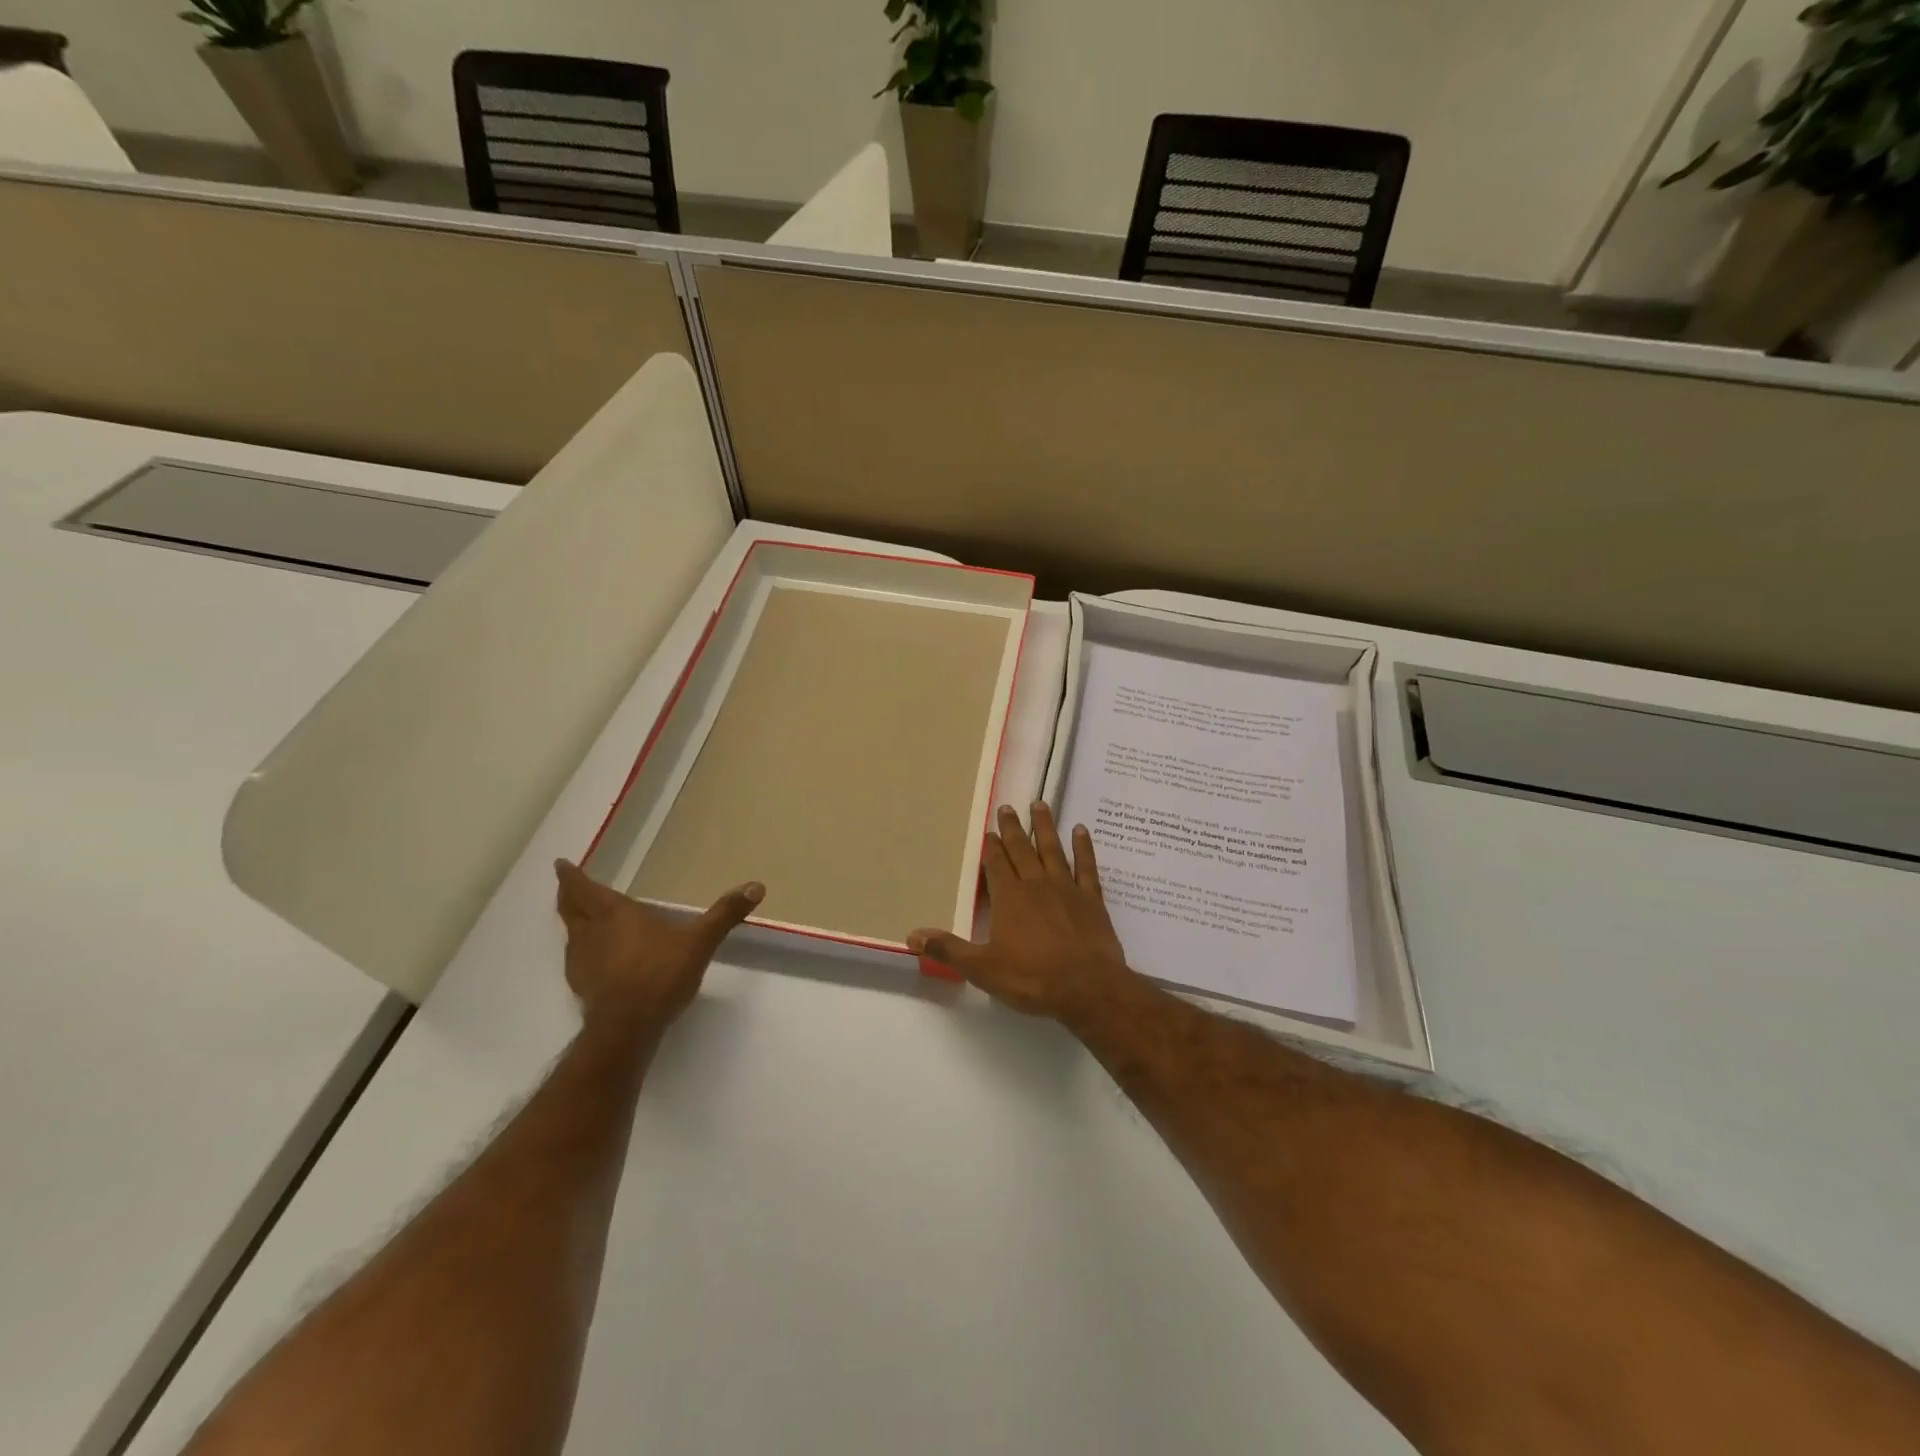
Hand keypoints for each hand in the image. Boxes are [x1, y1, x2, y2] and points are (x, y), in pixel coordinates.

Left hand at [554, 860, 762, 1038]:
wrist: (627, 1028)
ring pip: (570, 934)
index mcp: (613, 914)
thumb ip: (725, 914)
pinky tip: (596, 958)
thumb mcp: (699, 941)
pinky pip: (577, 958)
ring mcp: (581, 961)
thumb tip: (757, 886)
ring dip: (573, 922)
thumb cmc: (660, 974)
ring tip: (581, 917)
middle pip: (569, 908)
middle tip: (566, 884)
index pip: (583, 888)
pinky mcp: (582, 986)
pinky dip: (581, 949)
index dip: (571, 876)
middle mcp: (590, 933)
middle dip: (567, 894)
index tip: (560, 864)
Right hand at [910, 803, 1136, 1023]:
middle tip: (1008, 807)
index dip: (992, 847)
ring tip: (1040, 804)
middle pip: (1022, 850)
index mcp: (1009, 898)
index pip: (996, 864)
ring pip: (1052, 850)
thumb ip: (948, 949)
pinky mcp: (1092, 900)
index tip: (989, 830)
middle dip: (1013, 828)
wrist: (1087, 987)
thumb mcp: (983, 969)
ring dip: (1045, 827)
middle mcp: (1036, 885)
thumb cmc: (1032, 978)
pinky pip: (1087, 867)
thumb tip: (912, 935)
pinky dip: (1083, 848)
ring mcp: (1066, 889)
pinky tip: (1080, 831)